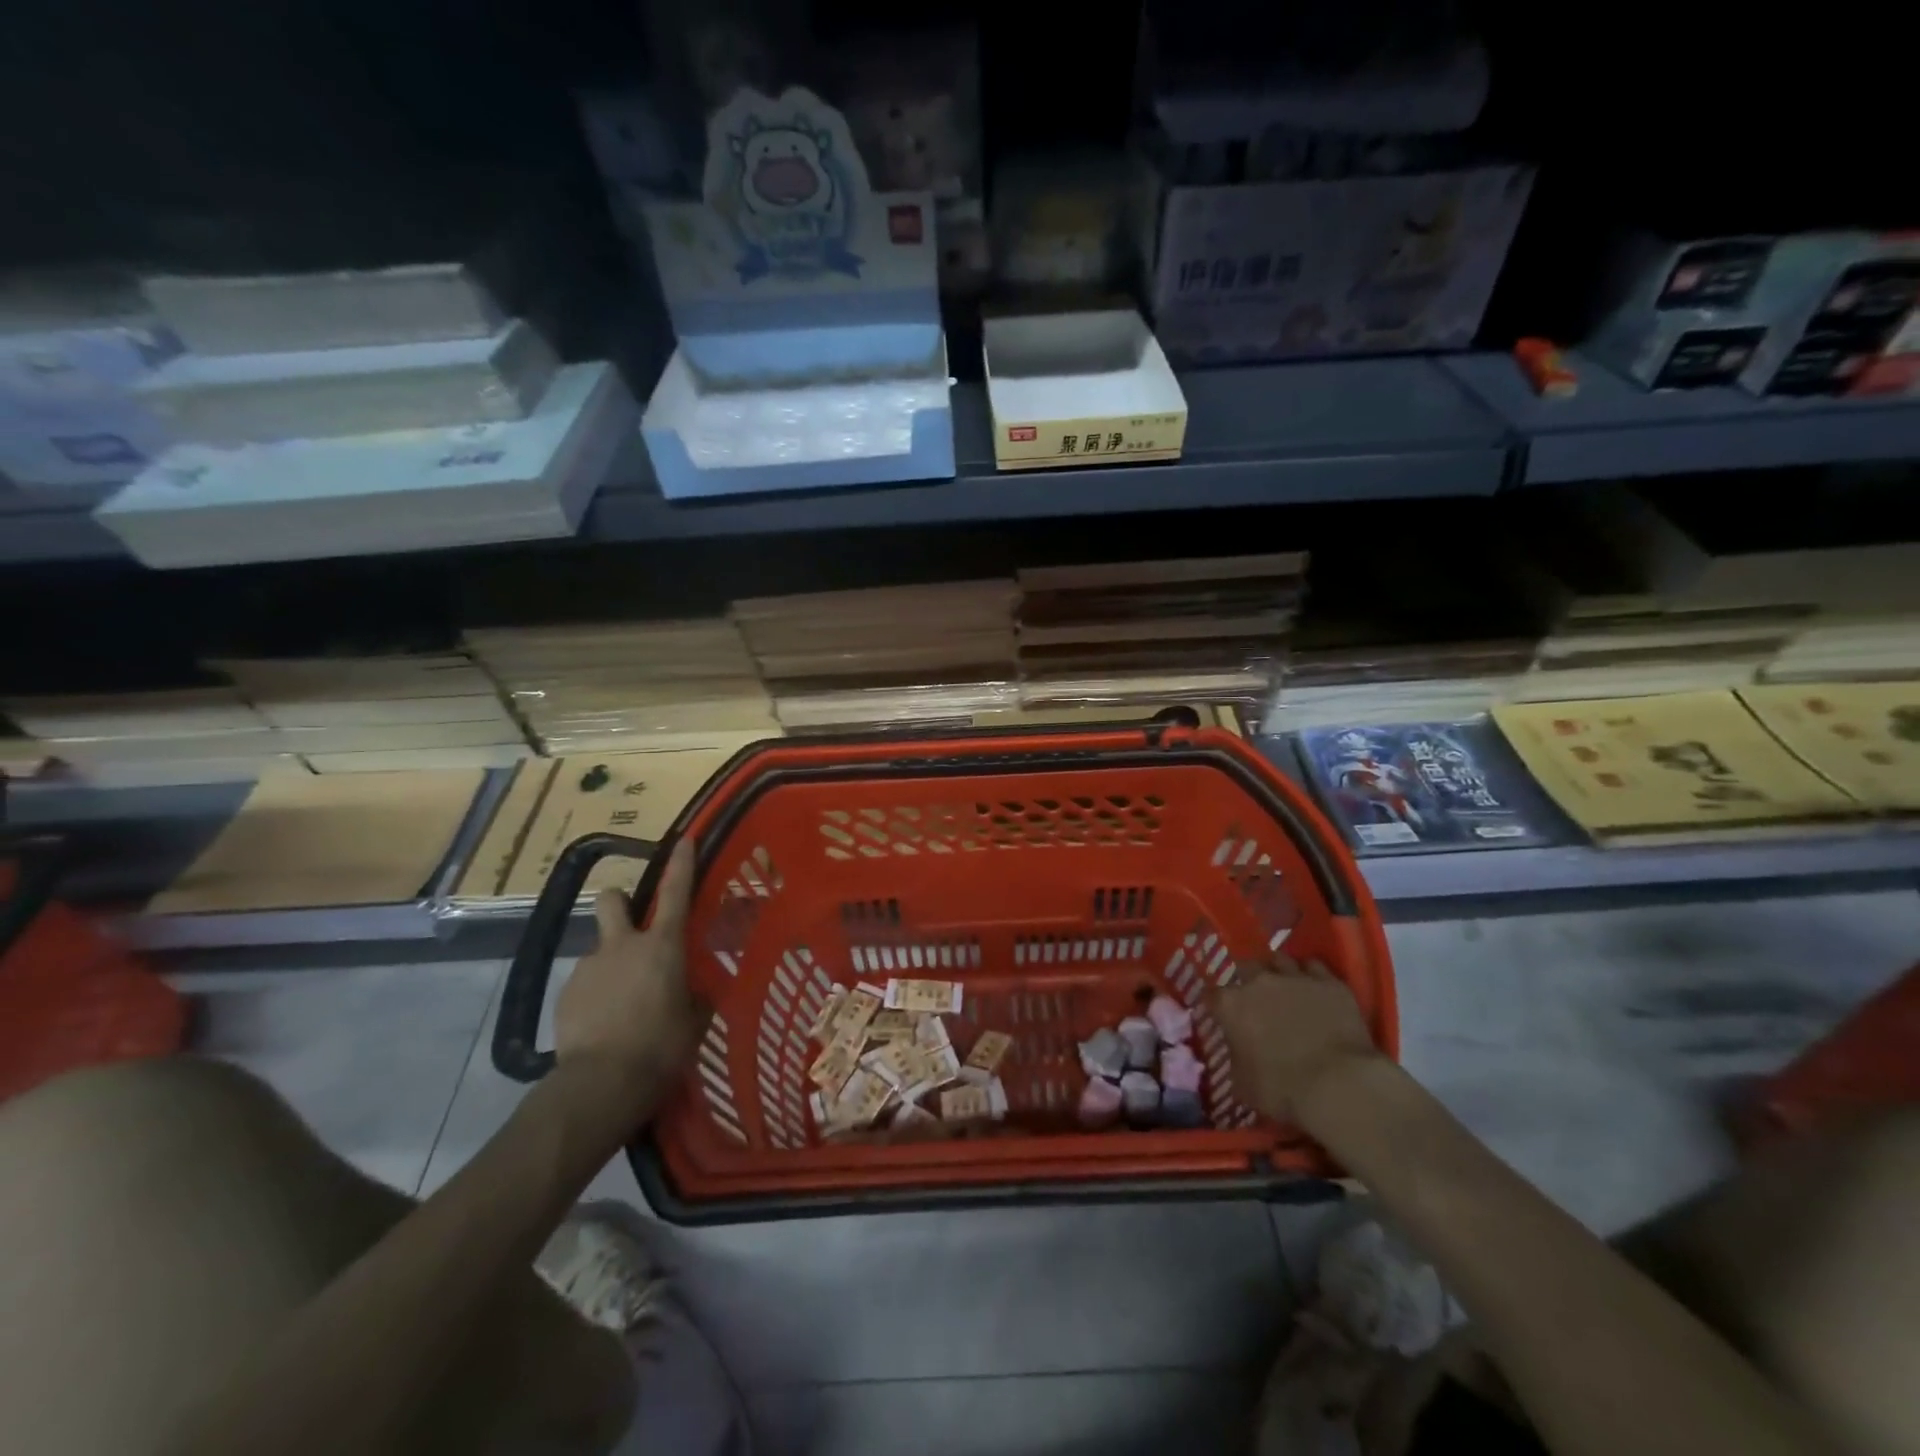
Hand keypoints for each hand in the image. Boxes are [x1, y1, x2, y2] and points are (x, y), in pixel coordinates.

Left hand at [556, 842, 707, 1099]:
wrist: (601, 1083)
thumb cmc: (661, 1046)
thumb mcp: (694, 1022)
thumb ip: (696, 998)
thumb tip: (698, 991)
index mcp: (662, 946)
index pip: (675, 893)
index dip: (681, 864)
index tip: (683, 840)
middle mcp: (622, 945)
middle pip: (612, 900)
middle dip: (619, 901)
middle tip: (631, 924)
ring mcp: (588, 967)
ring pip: (599, 949)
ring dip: (610, 963)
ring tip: (620, 1003)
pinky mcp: (565, 994)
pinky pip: (585, 983)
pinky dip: (595, 994)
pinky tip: (602, 1024)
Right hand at [1213, 955, 1381, 1125]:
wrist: (1339, 1085)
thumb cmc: (1283, 1090)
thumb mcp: (1243, 1085)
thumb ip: (1235, 1060)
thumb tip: (1238, 1054)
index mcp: (1231, 1005)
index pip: (1211, 994)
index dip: (1216, 1005)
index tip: (1221, 1015)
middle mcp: (1259, 981)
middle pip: (1246, 966)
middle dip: (1248, 979)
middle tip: (1256, 998)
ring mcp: (1296, 977)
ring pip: (1281, 960)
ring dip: (1280, 972)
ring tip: (1287, 987)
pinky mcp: (1330, 983)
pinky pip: (1315, 967)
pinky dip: (1312, 976)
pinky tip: (1315, 990)